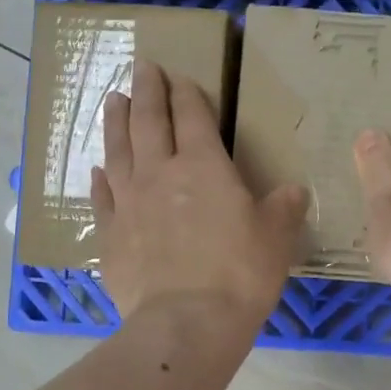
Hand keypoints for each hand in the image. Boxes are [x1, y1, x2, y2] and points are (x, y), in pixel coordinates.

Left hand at [91, 60, 308, 325]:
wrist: (187, 322)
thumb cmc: (240, 273)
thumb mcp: (278, 236)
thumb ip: (284, 207)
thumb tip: (292, 192)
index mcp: (204, 166)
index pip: (192, 116)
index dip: (187, 93)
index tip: (181, 76)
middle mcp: (160, 173)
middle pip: (149, 121)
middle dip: (147, 91)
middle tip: (142, 67)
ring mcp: (129, 202)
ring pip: (119, 150)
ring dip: (116, 122)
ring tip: (114, 100)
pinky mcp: (111, 234)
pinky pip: (103, 196)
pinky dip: (101, 179)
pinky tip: (98, 170)